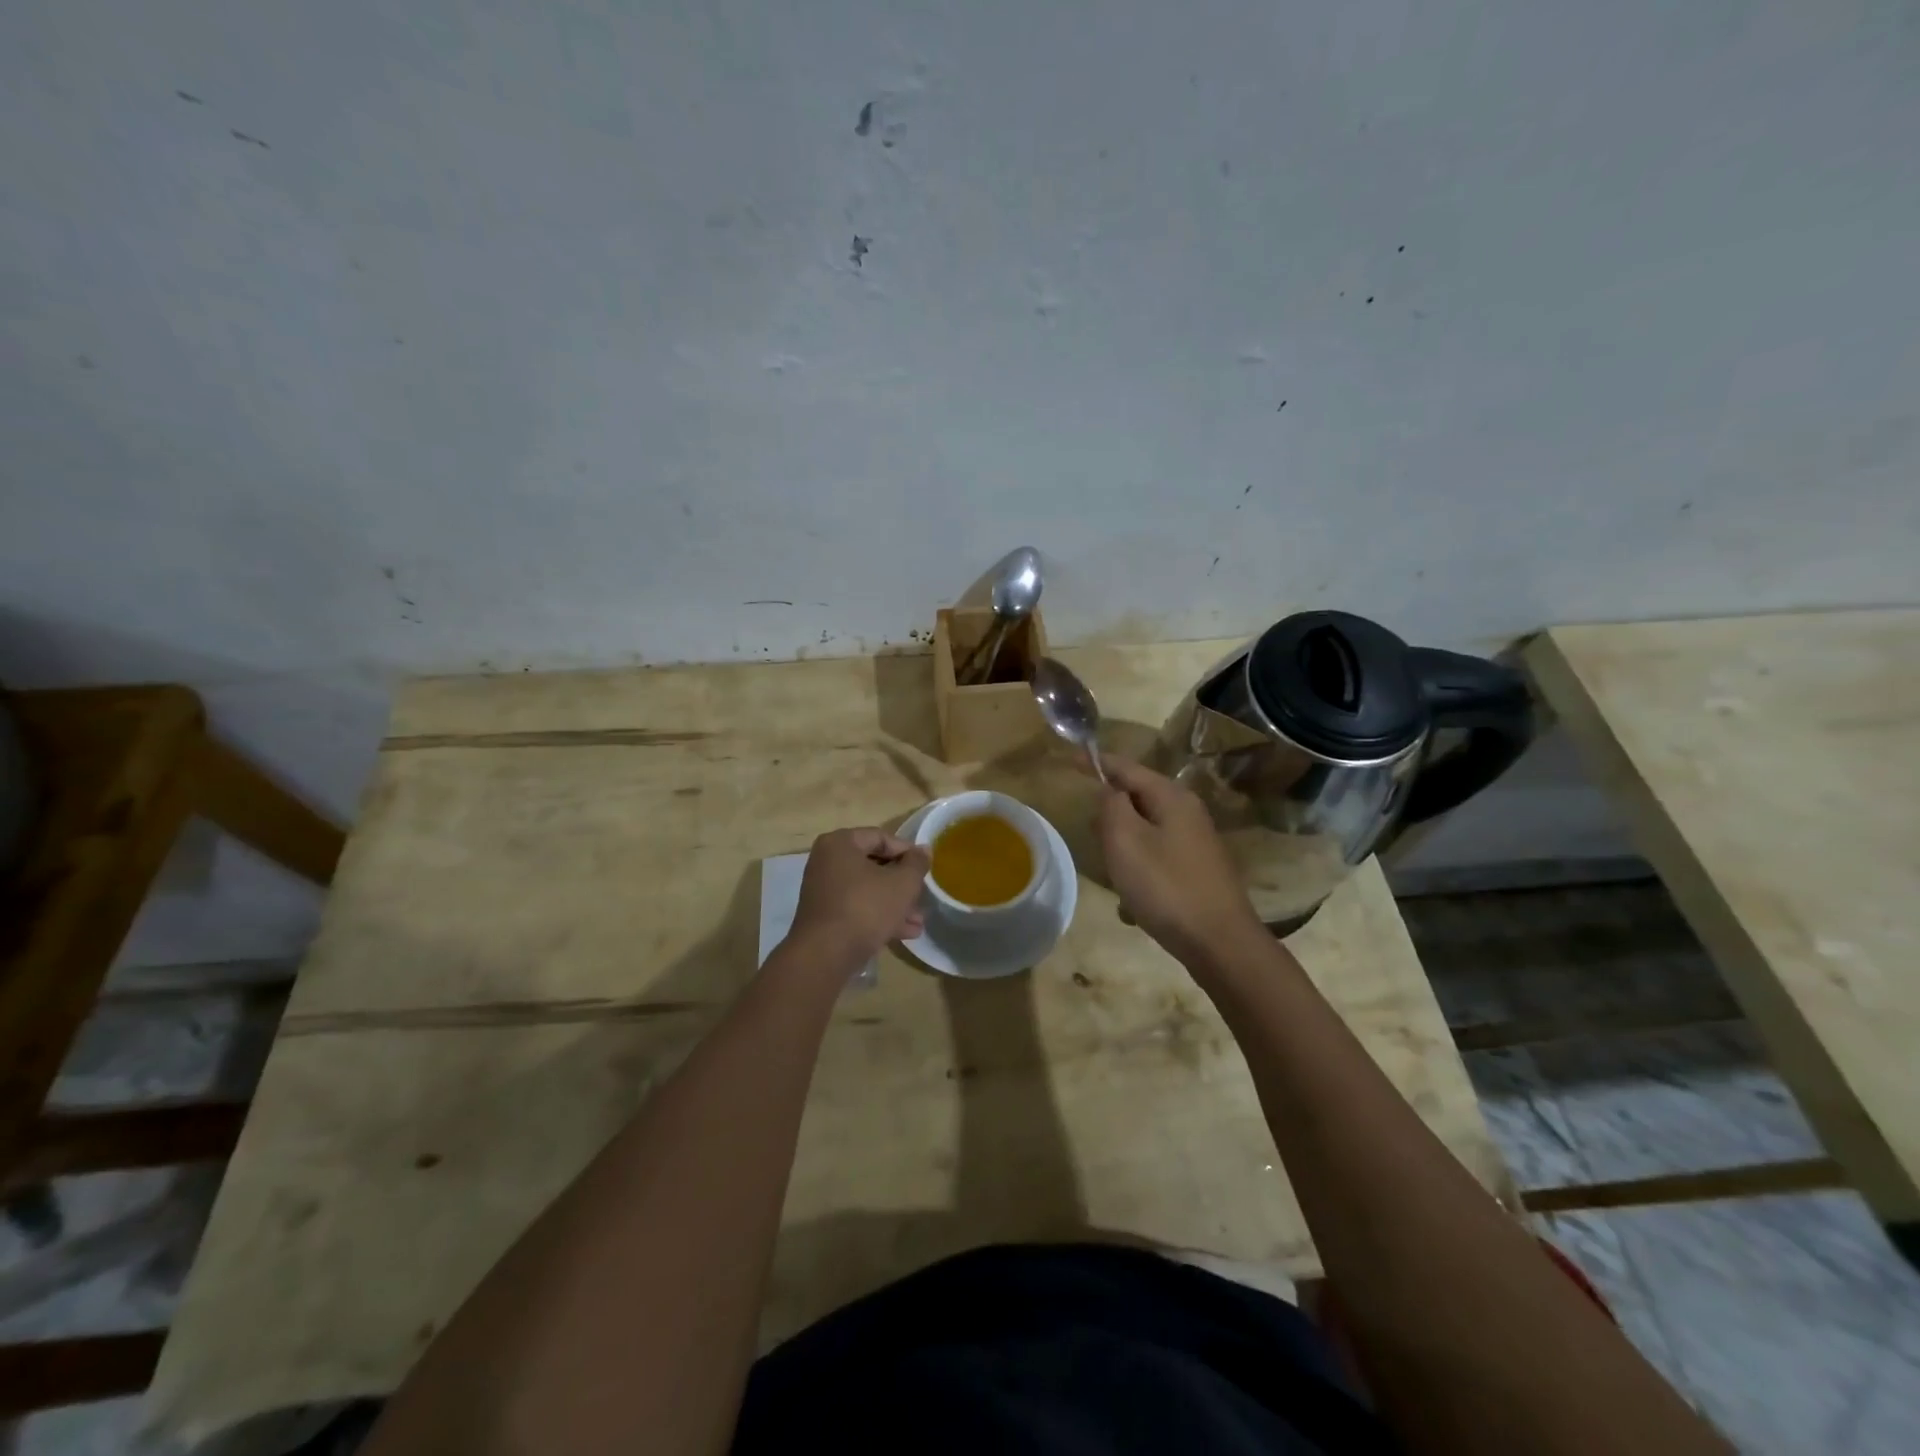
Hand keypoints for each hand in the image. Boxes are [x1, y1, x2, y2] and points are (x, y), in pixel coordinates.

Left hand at [790, 827, 929, 963]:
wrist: (826, 955)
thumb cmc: (866, 907)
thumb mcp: (902, 883)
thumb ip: (917, 863)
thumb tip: (924, 850)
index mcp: (840, 844)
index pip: (881, 837)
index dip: (907, 852)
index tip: (925, 868)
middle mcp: (827, 862)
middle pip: (874, 866)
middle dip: (902, 884)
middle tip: (923, 896)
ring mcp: (823, 891)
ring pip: (868, 890)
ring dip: (895, 904)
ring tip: (919, 921)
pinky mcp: (825, 917)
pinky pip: (857, 908)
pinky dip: (879, 916)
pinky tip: (906, 933)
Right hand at [1097, 757, 1265, 964]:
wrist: (1220, 943)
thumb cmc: (1166, 887)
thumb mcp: (1125, 841)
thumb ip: (1111, 806)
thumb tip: (1110, 790)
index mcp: (1171, 797)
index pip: (1126, 767)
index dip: (1096, 762)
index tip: (1069, 759)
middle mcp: (1187, 811)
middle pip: (1137, 797)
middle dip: (1110, 812)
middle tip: (1092, 834)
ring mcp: (1195, 841)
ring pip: (1144, 829)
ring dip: (1123, 846)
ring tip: (1112, 873)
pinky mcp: (1196, 869)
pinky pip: (1155, 856)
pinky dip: (1138, 870)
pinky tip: (1133, 900)